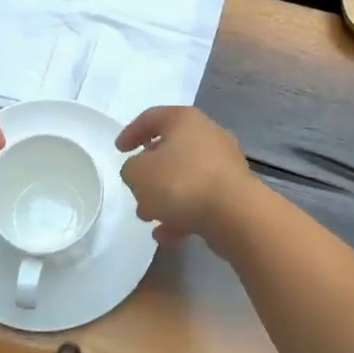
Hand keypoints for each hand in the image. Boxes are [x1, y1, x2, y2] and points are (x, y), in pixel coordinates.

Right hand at [116, 106, 255, 247]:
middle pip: (171, 148)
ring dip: (165, 195)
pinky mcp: (233, 192)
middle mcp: (207, 135)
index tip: (118, 150)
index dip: (131, 132)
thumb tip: (141, 172)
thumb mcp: (138, 173)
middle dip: (150, 171)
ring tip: (147, 217)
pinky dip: (182, 213)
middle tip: (135, 187)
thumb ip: (131, 169)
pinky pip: (200, 199)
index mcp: (184, 120)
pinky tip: (166, 235)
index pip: (151, 117)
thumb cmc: (181, 182)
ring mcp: (224, 164)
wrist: (234, 214)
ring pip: (185, 176)